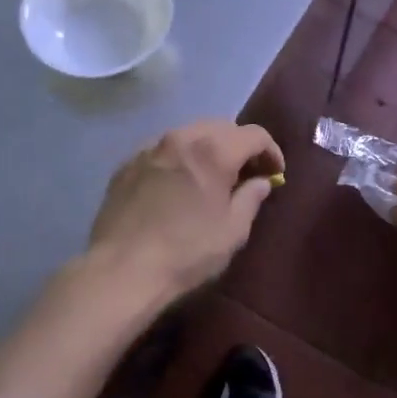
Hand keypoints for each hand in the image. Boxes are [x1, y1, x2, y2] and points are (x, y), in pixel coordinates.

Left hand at [88, 120, 283, 302]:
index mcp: (213, 150)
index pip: (254, 135)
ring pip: (189, 134)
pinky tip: (178, 186)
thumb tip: (260, 182)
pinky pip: (162, 150)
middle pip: (221, 127)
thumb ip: (251, 198)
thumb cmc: (186, 252)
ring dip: (208, 149)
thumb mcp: (233, 231)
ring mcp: (149, 148)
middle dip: (240, 146)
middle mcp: (181, 137)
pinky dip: (179, 159)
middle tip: (247, 173)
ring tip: (211, 178)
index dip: (272, 152)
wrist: (121, 270)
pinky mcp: (127, 164)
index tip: (276, 174)